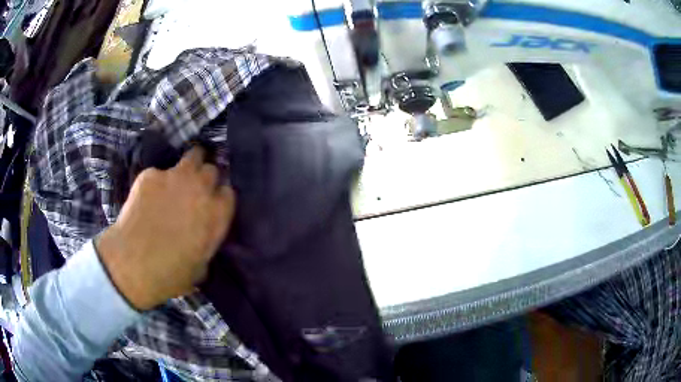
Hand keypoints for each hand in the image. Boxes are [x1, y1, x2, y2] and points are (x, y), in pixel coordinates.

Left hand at [96, 147, 234, 310]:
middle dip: (205, 178)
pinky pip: (158, 173)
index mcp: (217, 214)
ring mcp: (175, 177)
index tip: (212, 204)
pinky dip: (155, 183)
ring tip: (178, 180)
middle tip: (194, 191)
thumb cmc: (170, 274)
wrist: (133, 264)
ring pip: (193, 156)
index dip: (219, 197)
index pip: (228, 192)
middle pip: (211, 170)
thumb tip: (200, 240)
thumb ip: (206, 244)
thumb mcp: (200, 267)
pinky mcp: (151, 174)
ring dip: (189, 165)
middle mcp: (201, 188)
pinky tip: (146, 199)